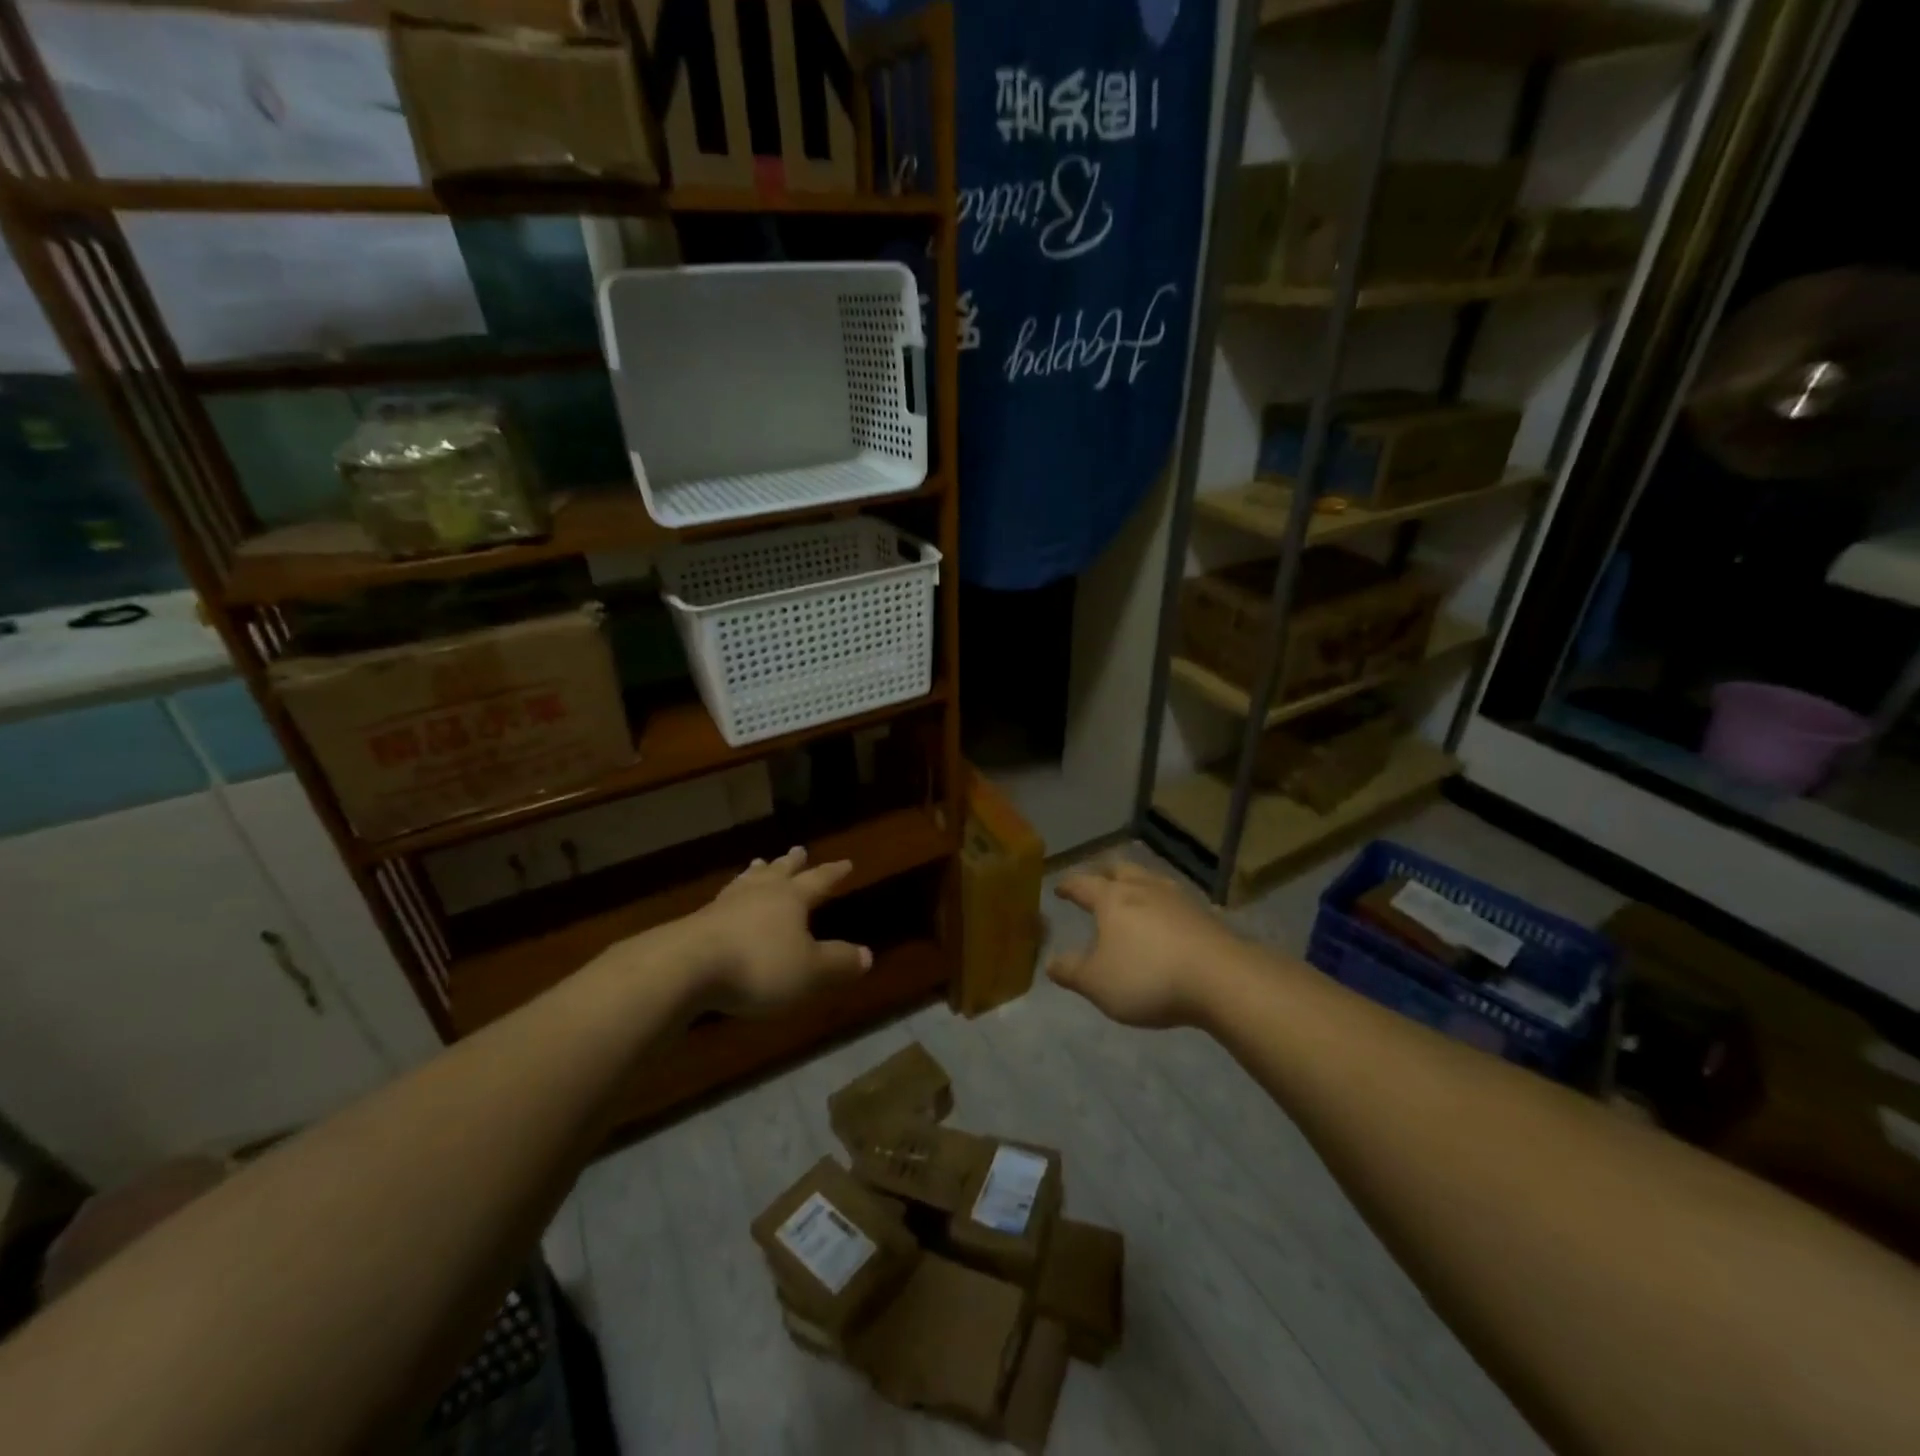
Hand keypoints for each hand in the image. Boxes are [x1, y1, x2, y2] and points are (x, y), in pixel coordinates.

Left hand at [681, 847, 871, 1014]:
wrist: (686, 967)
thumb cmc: (759, 965)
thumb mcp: (809, 971)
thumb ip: (838, 962)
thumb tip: (867, 955)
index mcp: (791, 899)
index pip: (818, 881)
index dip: (833, 873)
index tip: (846, 862)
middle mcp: (760, 893)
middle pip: (780, 873)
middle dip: (792, 863)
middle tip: (798, 850)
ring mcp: (726, 904)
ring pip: (748, 881)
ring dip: (758, 873)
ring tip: (760, 864)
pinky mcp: (698, 922)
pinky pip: (723, 901)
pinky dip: (732, 896)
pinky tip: (726, 901)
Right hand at [1047, 860, 1246, 1027]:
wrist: (1221, 979)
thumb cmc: (1148, 977)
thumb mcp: (1097, 983)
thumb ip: (1071, 971)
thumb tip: (1050, 962)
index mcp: (1111, 899)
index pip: (1082, 884)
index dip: (1068, 885)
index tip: (1059, 887)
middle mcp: (1143, 888)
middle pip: (1120, 869)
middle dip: (1104, 873)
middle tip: (1096, 880)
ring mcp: (1177, 898)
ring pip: (1150, 879)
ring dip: (1136, 883)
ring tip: (1132, 893)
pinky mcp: (1204, 914)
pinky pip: (1174, 900)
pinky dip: (1162, 904)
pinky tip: (1165, 917)